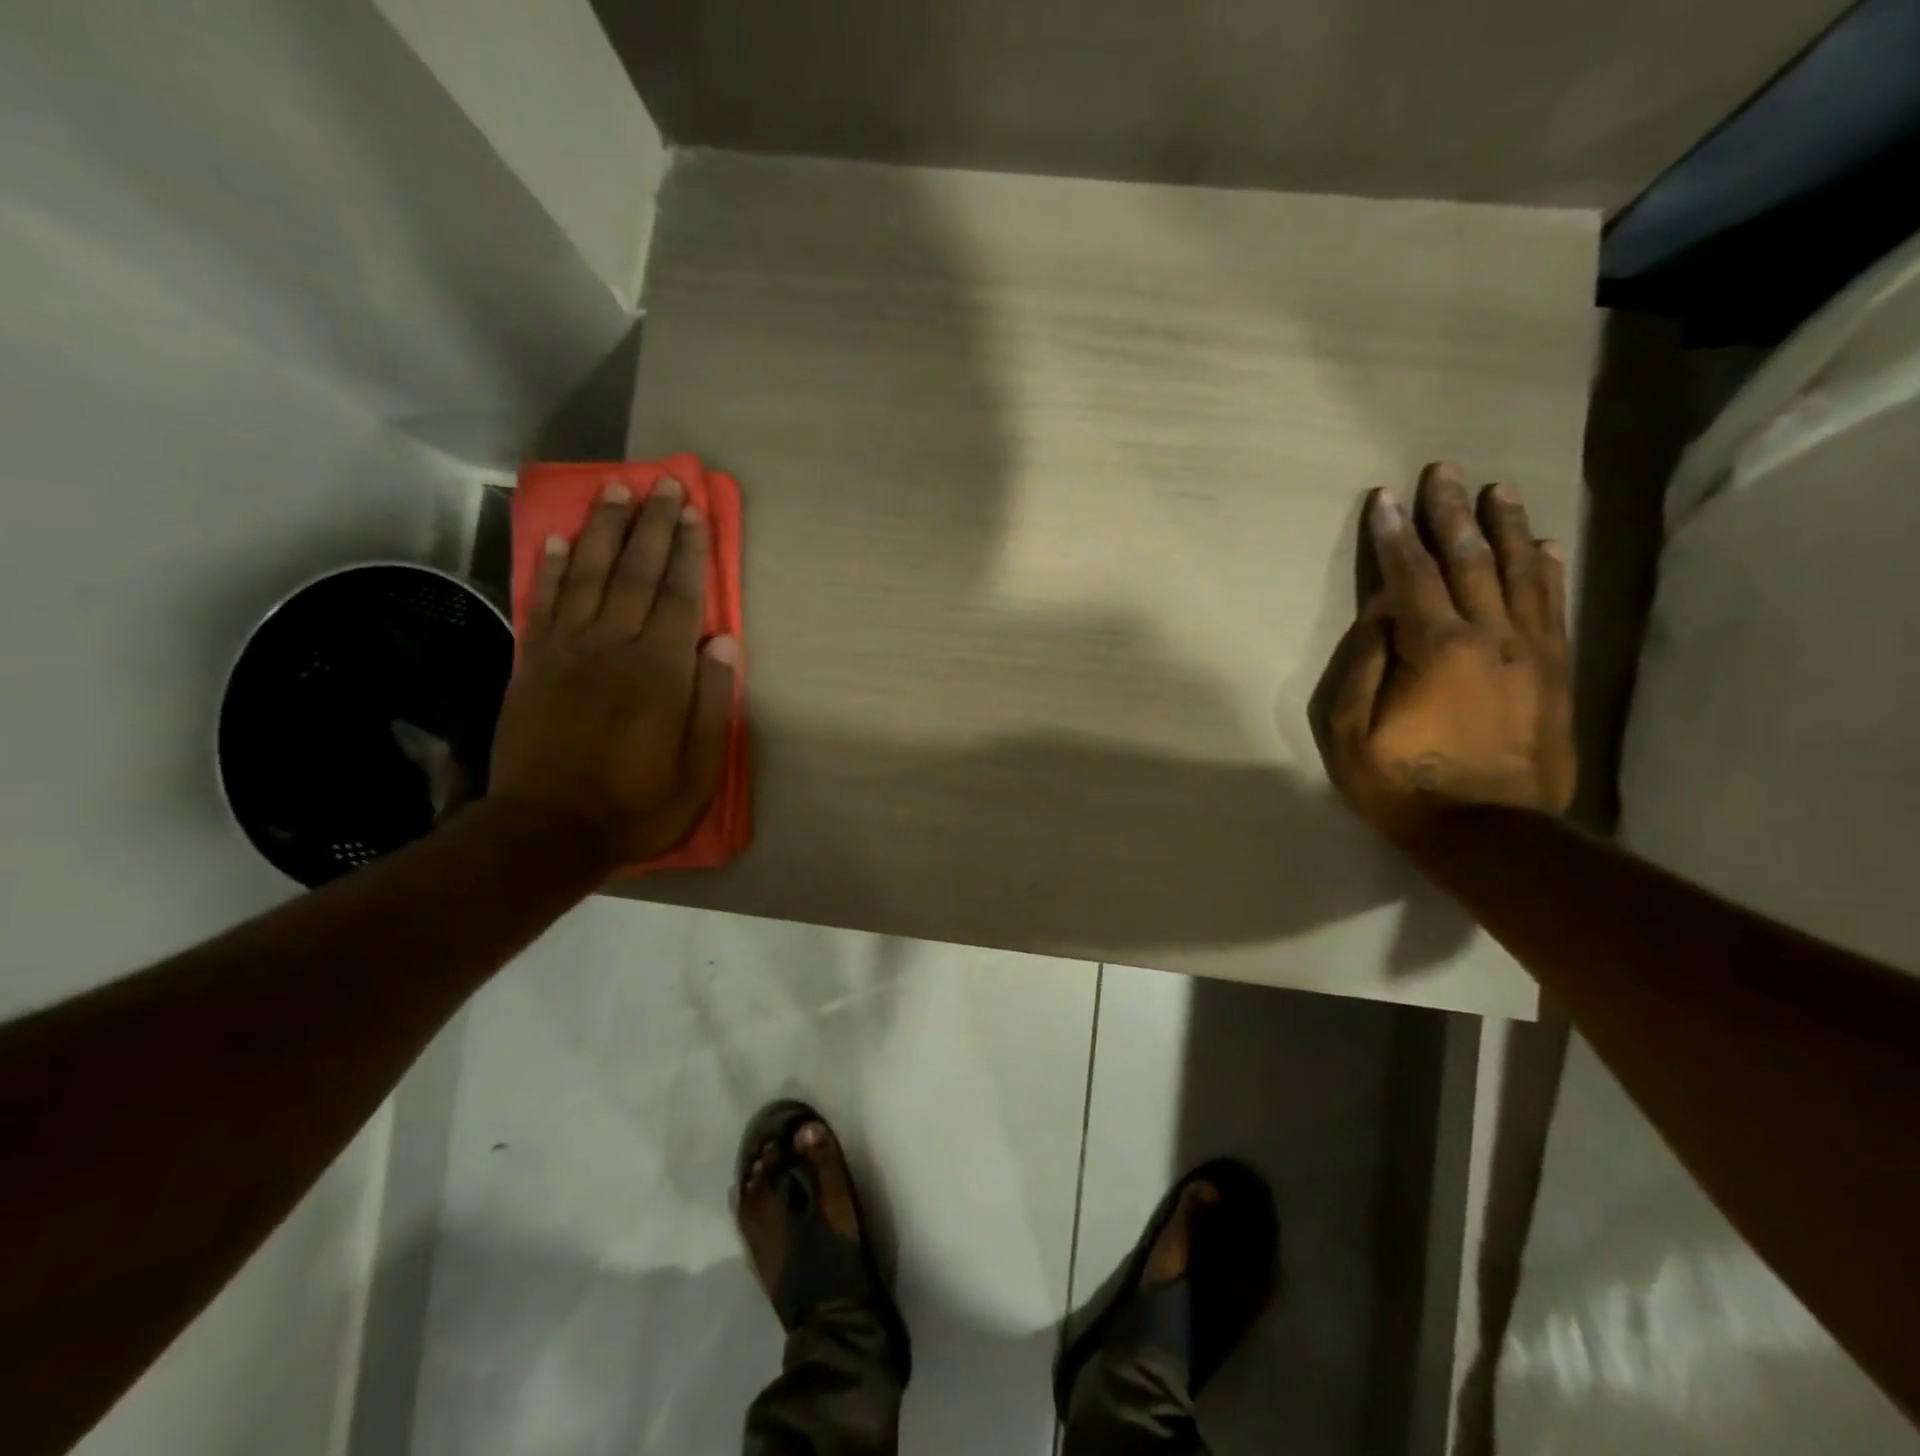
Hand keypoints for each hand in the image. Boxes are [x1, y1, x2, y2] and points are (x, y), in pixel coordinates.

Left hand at [489, 477, 737, 869]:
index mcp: (660, 671)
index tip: (695, 509)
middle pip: (636, 572)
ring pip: (587, 575)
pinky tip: (555, 538)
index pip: (681, 596)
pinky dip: (549, 567)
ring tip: (615, 489)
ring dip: (603, 529)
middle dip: (653, 524)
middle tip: (662, 481)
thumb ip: (713, 702)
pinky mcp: (532, 663)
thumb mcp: (698, 769)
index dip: (691, 550)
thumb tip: (724, 640)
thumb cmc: (637, 804)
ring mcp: (566, 650)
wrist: (547, 830)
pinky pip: (543, 603)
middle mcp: (613, 646)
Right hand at [1311, 463, 1573, 842]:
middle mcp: (1489, 636)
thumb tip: (1380, 613)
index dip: (1394, 535)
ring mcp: (1530, 652)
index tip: (1385, 497)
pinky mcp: (1555, 672)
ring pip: (1519, 573)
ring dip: (1505, 527)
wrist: (1488, 833)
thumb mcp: (1351, 734)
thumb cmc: (1401, 786)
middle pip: (1469, 560)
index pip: (1411, 576)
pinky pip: (1553, 607)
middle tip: (1444, 471)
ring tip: (1497, 490)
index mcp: (1435, 649)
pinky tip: (1542, 546)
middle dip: (1452, 514)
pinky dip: (1546, 571)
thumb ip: (1363, 666)